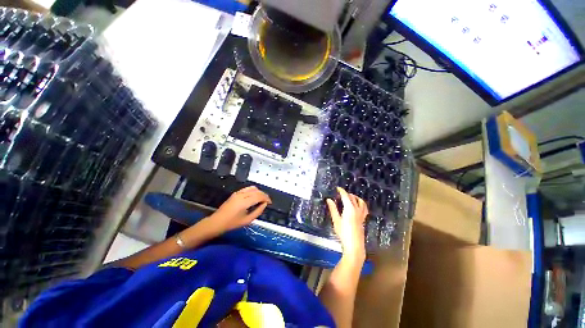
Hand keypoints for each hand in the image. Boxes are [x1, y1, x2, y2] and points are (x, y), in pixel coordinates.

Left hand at [208, 186, 271, 233]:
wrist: (217, 222)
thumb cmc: (232, 223)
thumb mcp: (247, 220)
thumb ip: (258, 211)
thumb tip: (264, 204)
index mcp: (245, 202)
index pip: (259, 196)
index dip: (266, 198)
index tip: (270, 203)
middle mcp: (242, 195)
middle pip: (257, 191)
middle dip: (264, 195)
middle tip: (267, 201)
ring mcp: (238, 193)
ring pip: (252, 188)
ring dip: (259, 192)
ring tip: (262, 198)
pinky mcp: (235, 193)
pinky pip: (247, 188)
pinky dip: (253, 191)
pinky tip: (254, 196)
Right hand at [326, 187, 367, 261]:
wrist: (354, 245)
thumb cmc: (343, 233)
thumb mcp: (336, 220)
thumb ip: (333, 209)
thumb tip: (329, 199)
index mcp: (349, 209)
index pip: (346, 196)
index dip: (342, 191)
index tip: (338, 188)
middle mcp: (357, 210)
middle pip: (353, 198)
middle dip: (346, 194)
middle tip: (340, 194)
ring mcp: (361, 214)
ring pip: (360, 202)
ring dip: (355, 197)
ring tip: (350, 197)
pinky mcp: (363, 219)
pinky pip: (364, 208)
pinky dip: (361, 204)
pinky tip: (358, 205)